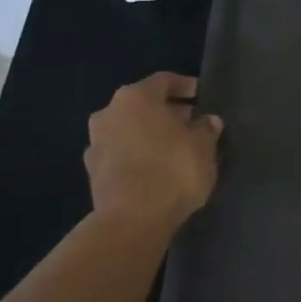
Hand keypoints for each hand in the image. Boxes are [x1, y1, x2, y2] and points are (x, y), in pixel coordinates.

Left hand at [84, 72, 222, 230]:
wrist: (132, 221)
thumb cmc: (172, 170)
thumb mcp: (203, 146)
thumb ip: (206, 128)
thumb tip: (208, 121)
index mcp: (136, 97)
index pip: (164, 81)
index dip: (186, 86)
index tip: (202, 96)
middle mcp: (110, 113)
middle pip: (143, 105)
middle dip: (167, 112)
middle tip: (191, 123)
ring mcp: (96, 143)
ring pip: (129, 129)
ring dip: (149, 134)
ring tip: (175, 148)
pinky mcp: (92, 173)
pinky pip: (121, 153)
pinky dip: (137, 155)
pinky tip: (156, 168)